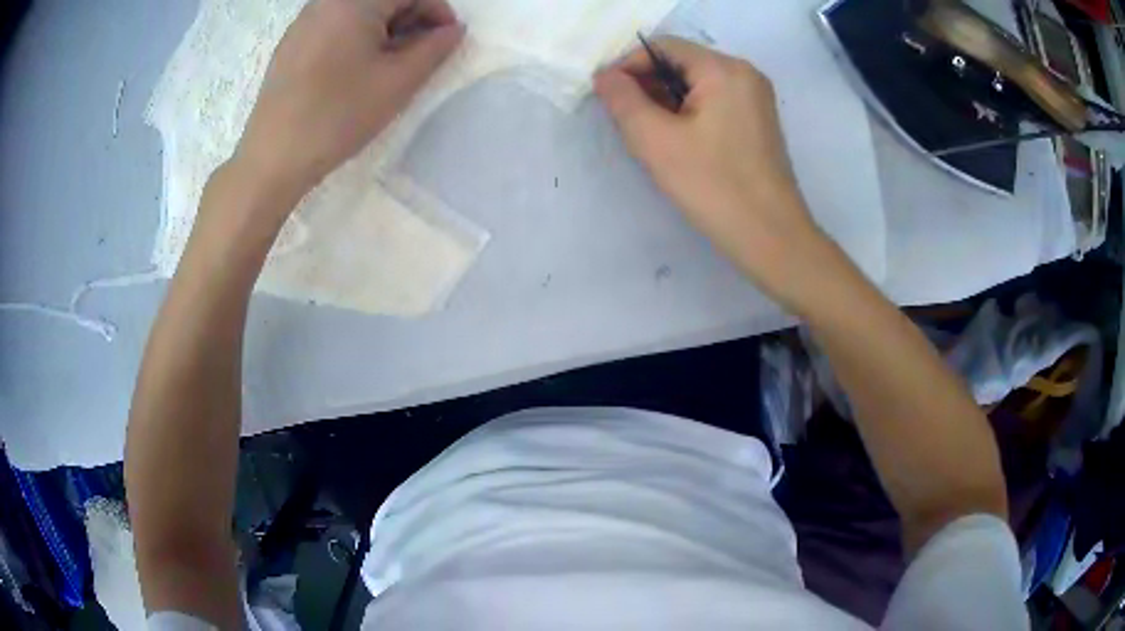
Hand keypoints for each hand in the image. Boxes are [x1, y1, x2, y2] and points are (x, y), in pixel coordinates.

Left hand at [234, 0, 464, 205]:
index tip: (447, 40)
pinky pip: (334, 26)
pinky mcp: (291, 44)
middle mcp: (326, 2)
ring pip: (358, 12)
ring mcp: (304, 22)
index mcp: (354, 2)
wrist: (273, 158)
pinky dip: (356, 37)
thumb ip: (435, 48)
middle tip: (420, 54)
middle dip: (410, 18)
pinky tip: (356, 70)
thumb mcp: (398, 82)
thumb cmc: (338, 115)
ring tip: (389, 65)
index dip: (437, 11)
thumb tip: (453, 30)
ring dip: (384, 29)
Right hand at [595, 38, 830, 303]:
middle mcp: (745, 74)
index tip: (606, 96)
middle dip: (648, 85)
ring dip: (666, 101)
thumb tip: (605, 76)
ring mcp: (756, 99)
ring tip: (649, 135)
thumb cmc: (713, 187)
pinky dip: (689, 114)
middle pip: (682, 63)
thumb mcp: (656, 140)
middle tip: (625, 119)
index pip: (663, 47)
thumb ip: (623, 100)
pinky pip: (715, 103)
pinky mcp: (758, 122)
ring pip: (697, 84)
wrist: (772, 238)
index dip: (628, 65)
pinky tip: (677, 143)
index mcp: (724, 69)